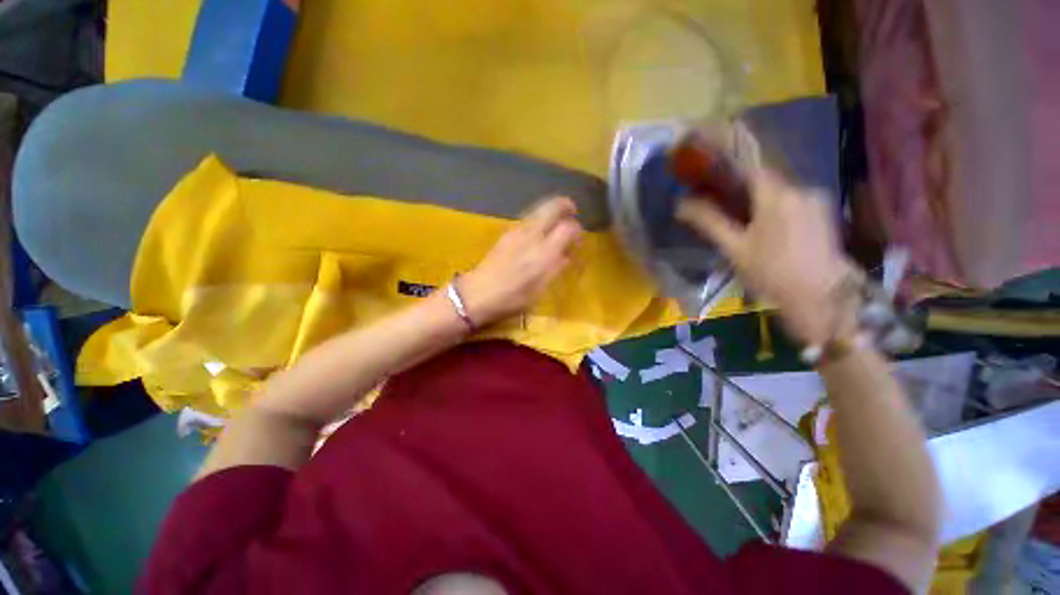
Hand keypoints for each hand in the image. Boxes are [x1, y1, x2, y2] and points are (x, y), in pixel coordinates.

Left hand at [459, 197, 582, 325]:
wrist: (477, 294)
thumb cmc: (512, 298)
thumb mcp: (540, 290)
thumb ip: (555, 269)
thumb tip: (566, 256)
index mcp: (544, 252)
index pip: (568, 228)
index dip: (577, 229)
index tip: (579, 237)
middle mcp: (532, 235)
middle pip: (552, 207)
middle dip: (565, 205)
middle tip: (572, 210)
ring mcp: (516, 232)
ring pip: (538, 210)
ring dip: (550, 210)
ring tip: (557, 219)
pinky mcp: (506, 234)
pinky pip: (527, 219)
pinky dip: (538, 218)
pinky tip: (537, 231)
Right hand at [677, 169, 854, 344]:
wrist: (820, 297)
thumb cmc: (771, 273)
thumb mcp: (734, 249)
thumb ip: (709, 222)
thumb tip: (680, 204)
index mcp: (777, 196)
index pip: (749, 168)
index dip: (727, 168)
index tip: (708, 176)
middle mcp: (801, 189)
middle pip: (765, 178)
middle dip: (741, 186)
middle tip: (721, 200)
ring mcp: (816, 200)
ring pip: (779, 189)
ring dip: (759, 196)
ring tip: (742, 215)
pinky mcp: (824, 212)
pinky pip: (793, 199)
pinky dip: (775, 204)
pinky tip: (767, 224)